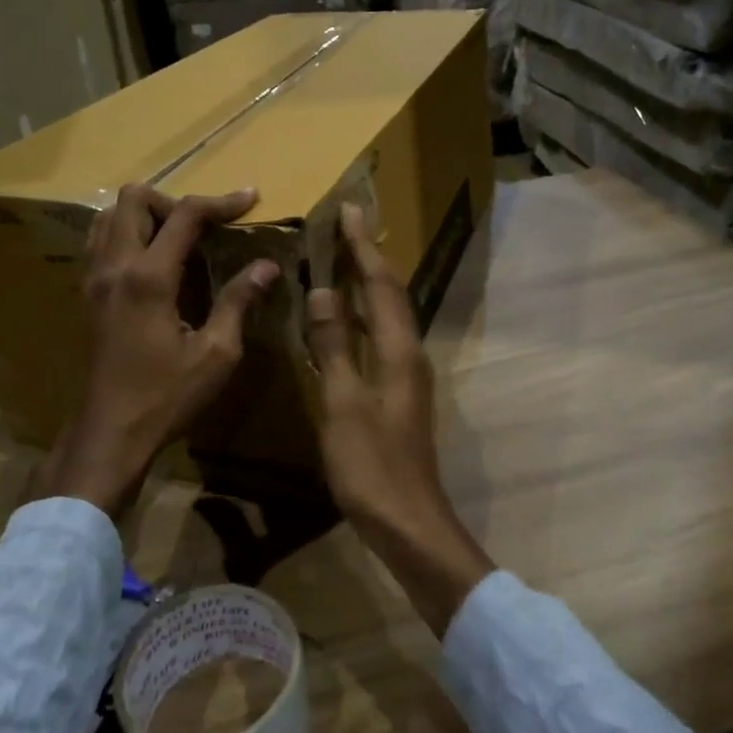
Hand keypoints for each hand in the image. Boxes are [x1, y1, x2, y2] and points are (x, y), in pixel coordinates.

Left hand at [37, 183, 278, 517]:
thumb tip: (267, 266)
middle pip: (134, 198)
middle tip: (204, 226)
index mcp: (148, 277)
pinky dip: (126, 233)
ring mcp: (93, 278)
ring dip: (146, 214)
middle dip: (174, 201)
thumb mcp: (216, 353)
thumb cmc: (166, 397)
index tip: (250, 198)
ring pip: (110, 215)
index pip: (184, 215)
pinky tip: (152, 261)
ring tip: (178, 239)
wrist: (109, 433)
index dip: (221, 201)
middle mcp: (115, 266)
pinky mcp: (86, 294)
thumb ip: (239, 301)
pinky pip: (100, 240)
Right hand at [307, 204, 493, 636]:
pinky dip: (362, 316)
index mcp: (398, 350)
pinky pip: (380, 337)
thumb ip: (334, 344)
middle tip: (346, 226)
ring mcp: (406, 374)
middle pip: (389, 293)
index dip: (363, 246)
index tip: (349, 210)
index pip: (380, 283)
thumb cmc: (372, 464)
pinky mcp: (398, 393)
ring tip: (344, 260)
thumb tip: (324, 290)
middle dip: (369, 257)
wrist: (408, 522)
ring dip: (367, 284)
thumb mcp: (343, 402)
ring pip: (386, 314)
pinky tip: (343, 320)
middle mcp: (408, 353)